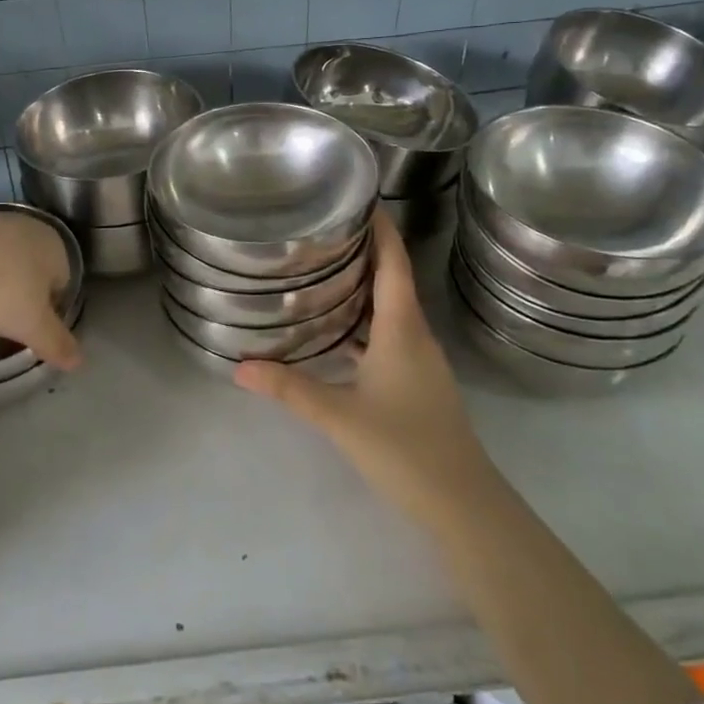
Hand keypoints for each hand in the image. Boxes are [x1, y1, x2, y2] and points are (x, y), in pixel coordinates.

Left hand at [0, 209, 81, 369]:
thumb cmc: (4, 289)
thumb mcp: (34, 325)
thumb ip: (56, 343)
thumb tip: (79, 361)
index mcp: (54, 248)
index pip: (60, 286)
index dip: (48, 318)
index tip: (30, 340)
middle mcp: (26, 231)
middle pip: (24, 282)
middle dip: (11, 318)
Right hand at [235, 211, 486, 533]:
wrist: (463, 504)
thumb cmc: (405, 448)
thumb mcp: (340, 416)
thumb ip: (290, 389)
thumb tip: (239, 367)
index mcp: (402, 328)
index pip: (394, 263)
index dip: (381, 229)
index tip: (357, 198)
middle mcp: (415, 335)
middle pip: (392, 278)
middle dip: (364, 249)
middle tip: (322, 229)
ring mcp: (420, 360)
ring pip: (391, 308)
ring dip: (364, 285)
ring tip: (324, 269)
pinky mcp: (418, 382)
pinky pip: (390, 333)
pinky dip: (366, 320)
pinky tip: (339, 329)